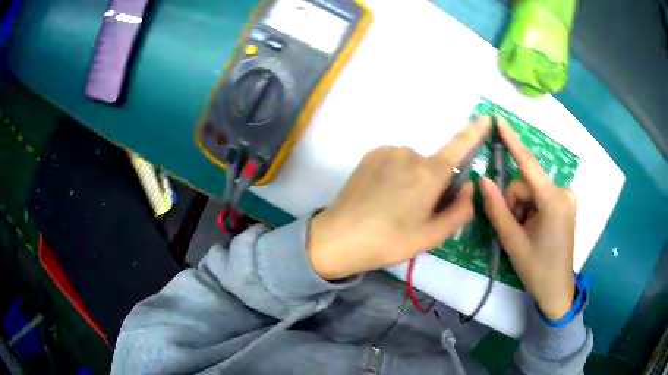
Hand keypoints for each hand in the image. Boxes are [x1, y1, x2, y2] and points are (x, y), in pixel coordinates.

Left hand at [308, 117, 491, 280]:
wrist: (337, 238)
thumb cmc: (389, 242)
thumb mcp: (431, 236)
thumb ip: (460, 211)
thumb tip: (468, 187)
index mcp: (429, 174)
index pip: (459, 146)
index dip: (475, 132)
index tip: (487, 118)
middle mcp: (410, 153)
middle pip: (435, 166)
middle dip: (435, 184)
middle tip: (418, 213)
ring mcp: (387, 151)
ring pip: (414, 164)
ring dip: (414, 180)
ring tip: (395, 207)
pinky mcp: (370, 155)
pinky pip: (395, 161)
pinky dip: (397, 175)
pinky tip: (381, 196)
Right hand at [480, 117, 575, 319]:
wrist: (556, 289)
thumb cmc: (536, 269)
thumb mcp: (513, 241)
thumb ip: (497, 209)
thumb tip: (483, 180)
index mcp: (553, 202)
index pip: (529, 165)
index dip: (513, 141)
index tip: (499, 119)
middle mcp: (564, 193)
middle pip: (527, 184)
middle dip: (514, 201)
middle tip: (512, 227)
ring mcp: (567, 197)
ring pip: (533, 190)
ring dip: (522, 206)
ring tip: (523, 231)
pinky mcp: (566, 203)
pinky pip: (541, 196)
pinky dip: (531, 208)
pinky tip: (532, 227)